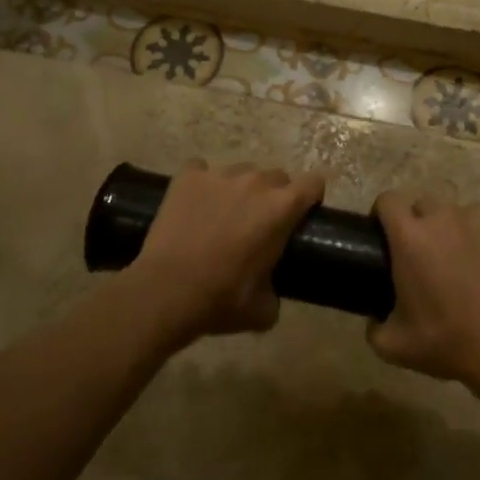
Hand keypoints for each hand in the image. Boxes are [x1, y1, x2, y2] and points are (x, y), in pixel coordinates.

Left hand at [130, 161, 324, 347]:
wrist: (166, 291)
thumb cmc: (221, 300)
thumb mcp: (263, 310)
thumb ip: (276, 290)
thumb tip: (271, 290)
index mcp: (282, 208)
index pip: (313, 183)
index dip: (311, 198)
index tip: (301, 216)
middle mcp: (256, 182)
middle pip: (277, 177)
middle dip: (273, 197)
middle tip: (257, 225)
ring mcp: (220, 175)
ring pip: (241, 172)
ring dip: (238, 190)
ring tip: (221, 217)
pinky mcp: (188, 176)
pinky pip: (201, 170)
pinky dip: (201, 184)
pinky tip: (193, 206)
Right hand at [367, 192, 479, 399]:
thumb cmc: (446, 342)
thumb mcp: (394, 346)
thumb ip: (373, 329)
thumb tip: (374, 320)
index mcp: (409, 237)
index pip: (387, 200)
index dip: (383, 214)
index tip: (385, 235)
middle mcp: (441, 218)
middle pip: (423, 203)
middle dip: (419, 222)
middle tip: (424, 254)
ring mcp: (478, 219)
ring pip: (458, 211)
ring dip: (454, 228)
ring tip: (461, 258)